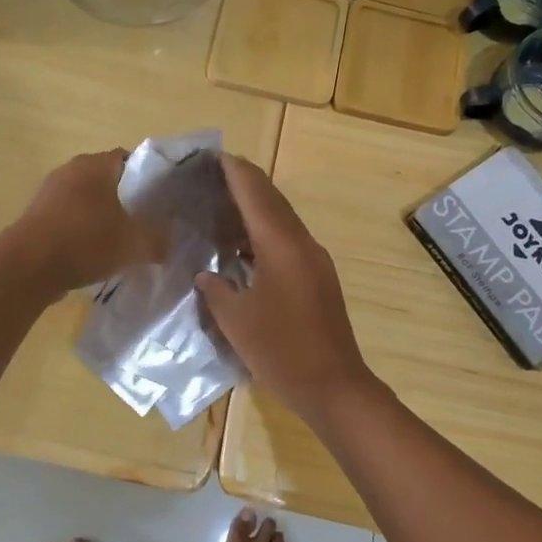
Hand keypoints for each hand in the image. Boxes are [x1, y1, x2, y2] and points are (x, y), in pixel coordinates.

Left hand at [0, 150, 166, 297]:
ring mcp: (48, 192)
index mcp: (95, 165)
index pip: (128, 159)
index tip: (157, 199)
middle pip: (105, 179)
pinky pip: (67, 218)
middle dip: (123, 198)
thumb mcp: (134, 245)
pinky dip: (80, 230)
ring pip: (85, 200)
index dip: (146, 178)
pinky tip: (91, 253)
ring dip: (100, 216)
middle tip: (142, 221)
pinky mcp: (35, 216)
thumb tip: (170, 244)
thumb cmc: (86, 242)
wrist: (28, 267)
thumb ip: (157, 241)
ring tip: (118, 240)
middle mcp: (70, 170)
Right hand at [195, 153, 376, 422]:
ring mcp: (315, 261)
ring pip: (283, 221)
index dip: (235, 172)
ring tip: (224, 206)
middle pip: (273, 201)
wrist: (334, 386)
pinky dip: (265, 234)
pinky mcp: (319, 279)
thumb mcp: (236, 320)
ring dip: (256, 209)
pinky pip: (289, 242)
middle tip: (215, 174)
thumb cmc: (281, 350)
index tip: (215, 155)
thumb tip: (208, 274)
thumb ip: (217, 289)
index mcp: (281, 245)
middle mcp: (302, 244)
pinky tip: (244, 249)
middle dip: (246, 183)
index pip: (255, 194)